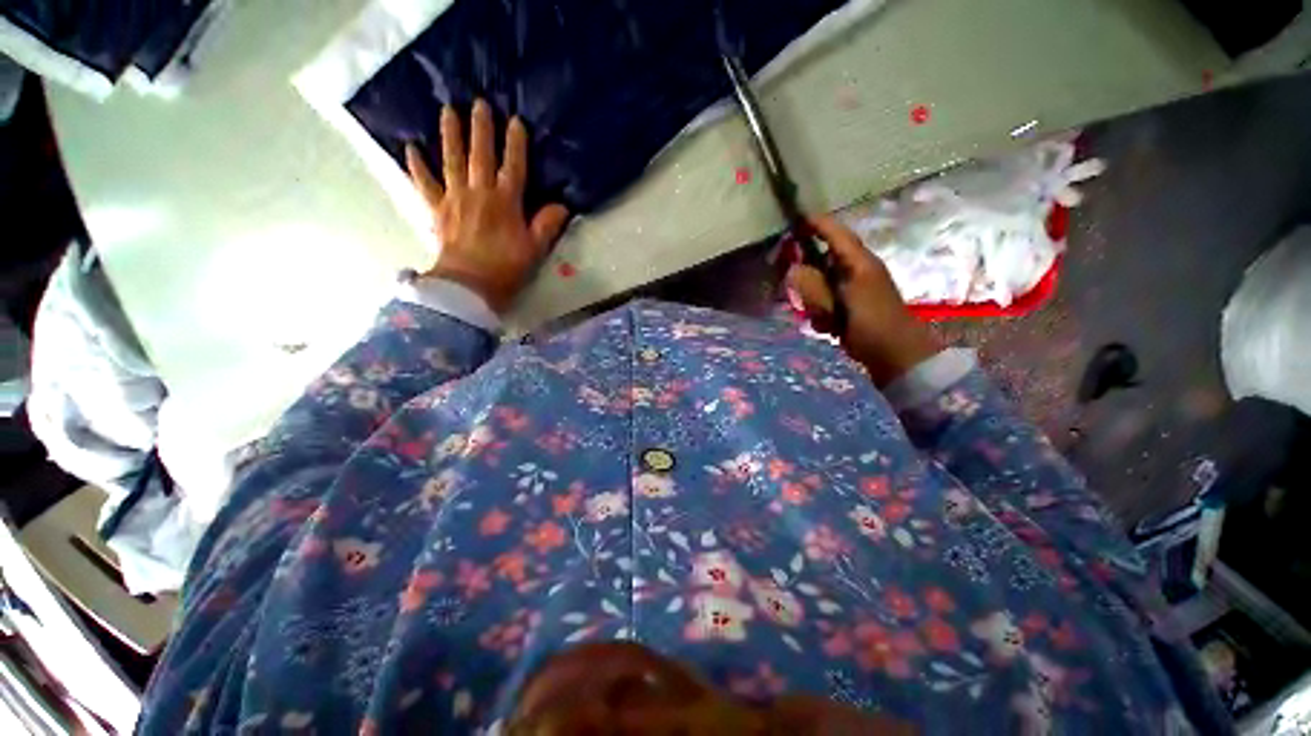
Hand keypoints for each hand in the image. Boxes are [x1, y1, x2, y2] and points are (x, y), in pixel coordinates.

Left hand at [406, 99, 569, 312]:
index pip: (513, 166)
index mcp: (506, 202)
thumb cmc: (507, 268)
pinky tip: (411, 147)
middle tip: (479, 103)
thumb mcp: (535, 249)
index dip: (515, 143)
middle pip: (480, 154)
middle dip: (481, 128)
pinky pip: (425, 183)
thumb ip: (548, 225)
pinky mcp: (437, 209)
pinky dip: (417, 165)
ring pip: (452, 160)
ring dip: (450, 134)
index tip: (515, 120)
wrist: (469, 285)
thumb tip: (562, 206)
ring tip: (447, 110)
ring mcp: (455, 198)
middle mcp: (479, 192)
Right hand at [787, 214, 939, 385]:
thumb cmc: (872, 324)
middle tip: (792, 285)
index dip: (815, 225)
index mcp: (858, 262)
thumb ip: (813, 286)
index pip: (835, 234)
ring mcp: (852, 289)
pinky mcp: (849, 306)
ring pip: (820, 284)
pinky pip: (825, 302)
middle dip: (806, 273)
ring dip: (814, 300)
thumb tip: (792, 270)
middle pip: (821, 260)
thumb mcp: (840, 303)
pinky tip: (828, 327)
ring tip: (822, 317)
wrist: (896, 355)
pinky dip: (821, 313)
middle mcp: (855, 270)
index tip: (793, 221)